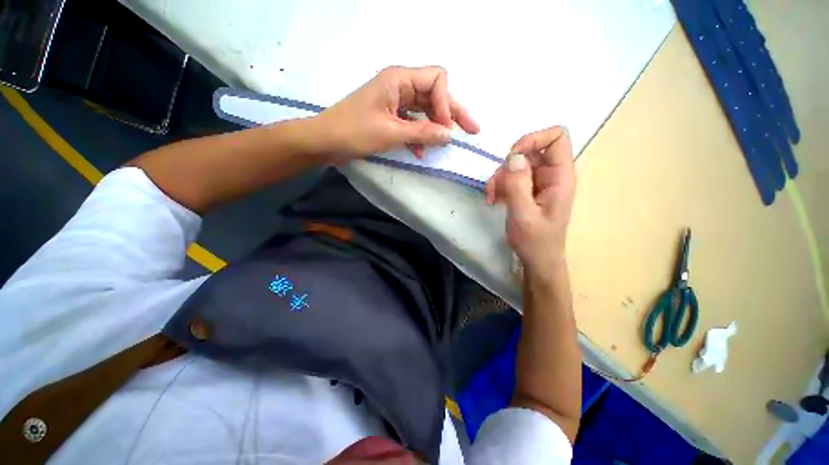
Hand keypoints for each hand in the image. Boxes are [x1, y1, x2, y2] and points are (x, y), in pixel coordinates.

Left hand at [314, 66, 479, 162]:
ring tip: (446, 143)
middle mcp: (399, 85)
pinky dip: (420, 134)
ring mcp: (395, 101)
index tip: (447, 129)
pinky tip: (421, 151)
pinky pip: (413, 121)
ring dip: (436, 126)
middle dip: (452, 113)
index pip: (436, 80)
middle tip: (472, 130)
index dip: (447, 104)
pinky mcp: (390, 115)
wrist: (325, 141)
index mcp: (399, 79)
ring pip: (425, 109)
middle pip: (434, 94)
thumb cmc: (354, 132)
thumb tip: (450, 135)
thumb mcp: (391, 133)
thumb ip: (422, 133)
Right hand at [486, 127, 575, 280]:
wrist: (537, 259)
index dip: (533, 139)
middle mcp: (552, 174)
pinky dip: (500, 185)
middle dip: (507, 167)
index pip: (557, 137)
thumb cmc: (535, 241)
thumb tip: (513, 156)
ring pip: (516, 164)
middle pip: (529, 151)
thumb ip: (518, 185)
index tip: (511, 157)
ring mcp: (539, 182)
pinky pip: (512, 176)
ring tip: (492, 197)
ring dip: (499, 178)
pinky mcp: (528, 189)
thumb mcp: (523, 214)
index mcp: (561, 177)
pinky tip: (494, 200)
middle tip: (494, 188)